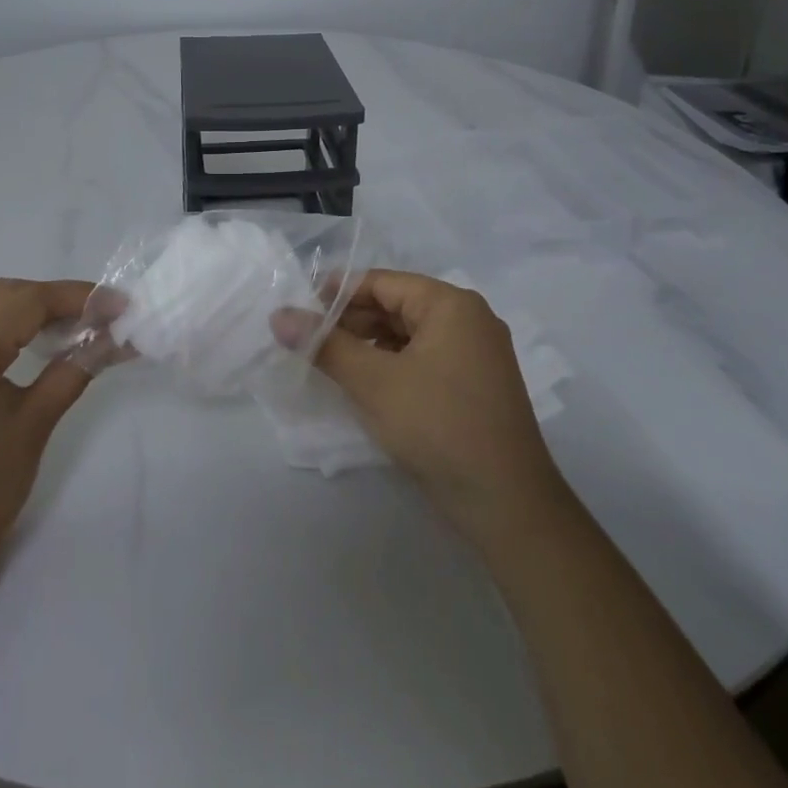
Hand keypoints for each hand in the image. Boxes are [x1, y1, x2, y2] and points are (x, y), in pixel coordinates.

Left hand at [0, 276, 94, 574]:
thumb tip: (116, 336)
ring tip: (69, 324)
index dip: (80, 298)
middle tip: (98, 316)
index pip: (29, 301)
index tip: (122, 305)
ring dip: (26, 304)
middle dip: (54, 297)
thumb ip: (76, 368)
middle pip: (3, 292)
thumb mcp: (35, 424)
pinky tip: (26, 339)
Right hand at [286, 270, 569, 546]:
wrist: (509, 505)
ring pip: (410, 336)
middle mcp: (468, 319)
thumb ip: (325, 345)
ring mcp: (477, 354)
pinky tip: (366, 385)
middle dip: (352, 321)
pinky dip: (393, 366)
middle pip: (397, 306)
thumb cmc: (439, 427)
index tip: (299, 310)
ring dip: (370, 346)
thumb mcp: (374, 383)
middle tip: (308, 340)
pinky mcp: (476, 385)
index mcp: (451, 304)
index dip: (337, 293)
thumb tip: (279, 316)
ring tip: (330, 363)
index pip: (383, 283)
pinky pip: (425, 359)